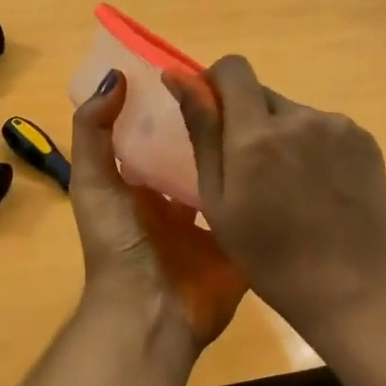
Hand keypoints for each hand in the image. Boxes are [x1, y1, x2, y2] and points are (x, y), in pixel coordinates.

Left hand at [69, 70, 246, 353]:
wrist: (152, 311)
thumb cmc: (120, 244)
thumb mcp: (94, 183)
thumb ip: (94, 132)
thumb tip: (116, 77)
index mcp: (145, 184)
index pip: (164, 135)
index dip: (179, 107)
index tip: (202, 74)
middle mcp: (179, 198)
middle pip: (201, 152)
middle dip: (218, 126)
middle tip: (248, 91)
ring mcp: (213, 219)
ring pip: (232, 175)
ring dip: (246, 152)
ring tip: (274, 113)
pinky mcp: (241, 238)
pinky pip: (257, 205)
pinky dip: (270, 186)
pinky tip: (291, 154)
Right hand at [164, 56, 385, 338]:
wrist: (349, 288)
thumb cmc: (269, 256)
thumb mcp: (218, 200)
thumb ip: (202, 132)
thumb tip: (178, 77)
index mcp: (256, 133)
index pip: (233, 69)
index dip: (217, 83)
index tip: (214, 115)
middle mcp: (300, 117)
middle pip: (263, 94)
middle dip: (250, 120)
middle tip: (253, 172)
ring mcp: (338, 126)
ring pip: (295, 114)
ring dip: (284, 136)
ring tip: (292, 188)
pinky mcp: (365, 140)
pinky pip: (326, 129)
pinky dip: (315, 147)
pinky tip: (320, 190)